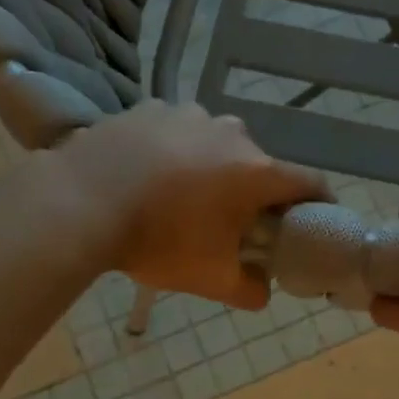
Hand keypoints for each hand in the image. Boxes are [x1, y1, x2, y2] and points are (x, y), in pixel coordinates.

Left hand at [59, 101, 329, 309]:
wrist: (79, 203)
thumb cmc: (158, 241)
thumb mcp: (210, 279)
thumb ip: (250, 290)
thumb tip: (263, 291)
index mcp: (256, 172)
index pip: (310, 183)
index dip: (319, 203)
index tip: (314, 220)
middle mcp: (232, 133)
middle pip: (259, 165)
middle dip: (255, 192)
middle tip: (234, 222)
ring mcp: (189, 114)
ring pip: (218, 144)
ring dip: (214, 168)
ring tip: (184, 196)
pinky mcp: (150, 108)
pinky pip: (178, 132)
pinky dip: (176, 151)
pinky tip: (151, 174)